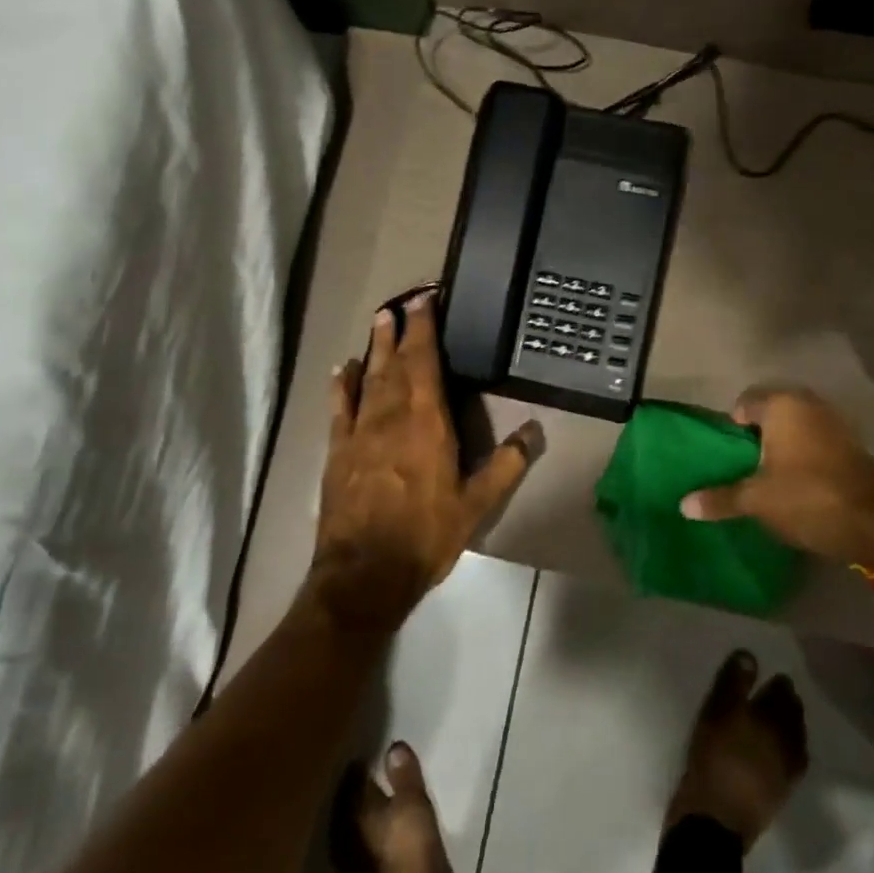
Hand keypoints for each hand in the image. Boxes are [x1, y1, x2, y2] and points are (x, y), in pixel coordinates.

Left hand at [313, 292, 539, 629]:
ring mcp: (360, 431)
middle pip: (394, 362)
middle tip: (400, 302)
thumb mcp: (476, 505)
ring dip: (374, 348)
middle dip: (398, 330)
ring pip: (368, 377)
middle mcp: (391, 415)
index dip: (423, 328)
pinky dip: (341, 384)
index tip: (424, 300)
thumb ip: (506, 464)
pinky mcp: (338, 450)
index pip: (424, 361)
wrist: (365, 572)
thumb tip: (535, 430)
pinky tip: (343, 369)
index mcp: (427, 421)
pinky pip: (339, 407)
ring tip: (378, 320)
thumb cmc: (426, 535)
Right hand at [679, 386, 873, 567]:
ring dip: (785, 445)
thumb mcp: (756, 501)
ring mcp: (836, 422)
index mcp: (782, 405)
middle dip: (759, 435)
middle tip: (745, 466)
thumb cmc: (808, 498)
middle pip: (773, 413)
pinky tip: (799, 481)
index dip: (732, 427)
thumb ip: (719, 498)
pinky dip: (806, 455)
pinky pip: (818, 441)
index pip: (744, 403)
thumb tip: (683, 504)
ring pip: (797, 427)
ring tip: (770, 476)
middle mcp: (809, 404)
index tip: (728, 456)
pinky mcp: (854, 445)